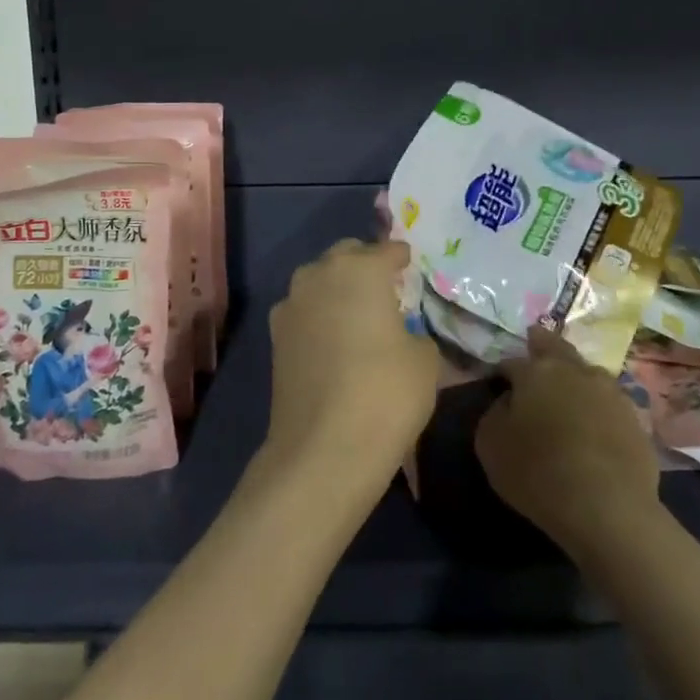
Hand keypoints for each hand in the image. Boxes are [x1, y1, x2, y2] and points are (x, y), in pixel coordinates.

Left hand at [264, 239, 439, 488]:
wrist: (324, 449)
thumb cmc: (386, 393)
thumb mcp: (424, 359)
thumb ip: (415, 332)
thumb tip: (402, 334)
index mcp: (361, 268)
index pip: (387, 250)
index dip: (402, 258)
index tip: (411, 267)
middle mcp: (320, 275)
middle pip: (346, 256)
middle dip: (365, 264)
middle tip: (385, 288)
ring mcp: (291, 305)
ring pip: (318, 281)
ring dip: (337, 289)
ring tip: (358, 314)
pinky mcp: (275, 337)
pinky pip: (303, 312)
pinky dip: (319, 317)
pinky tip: (334, 341)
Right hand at [476, 331, 660, 555]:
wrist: (609, 509)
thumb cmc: (538, 474)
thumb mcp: (491, 446)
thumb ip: (495, 414)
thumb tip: (509, 402)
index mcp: (536, 371)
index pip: (512, 362)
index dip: (502, 372)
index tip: (497, 384)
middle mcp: (575, 370)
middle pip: (555, 348)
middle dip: (542, 345)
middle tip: (534, 343)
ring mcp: (610, 392)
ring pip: (587, 372)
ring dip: (575, 377)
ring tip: (568, 392)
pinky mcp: (635, 418)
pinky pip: (609, 404)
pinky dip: (598, 407)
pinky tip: (594, 425)